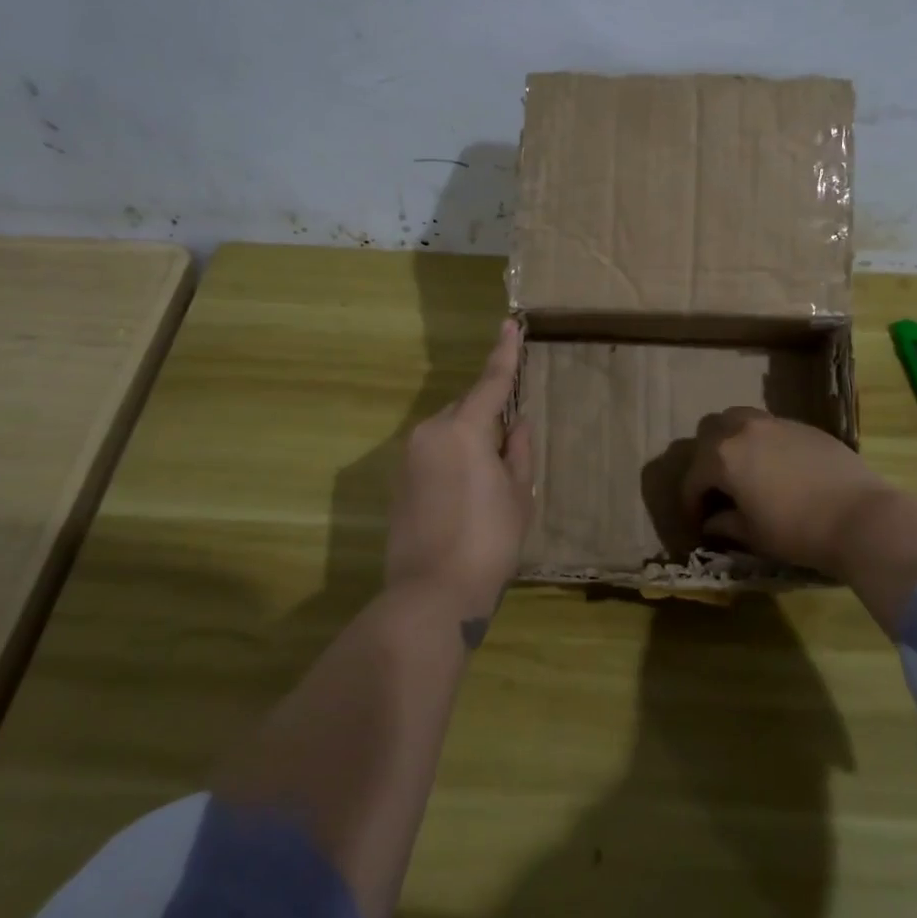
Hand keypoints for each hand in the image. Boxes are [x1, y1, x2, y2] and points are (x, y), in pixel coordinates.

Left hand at [385, 319, 533, 616]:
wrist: (432, 593)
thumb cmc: (489, 541)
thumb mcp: (519, 495)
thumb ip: (519, 451)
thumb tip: (517, 423)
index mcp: (464, 429)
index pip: (490, 382)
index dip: (504, 354)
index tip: (509, 324)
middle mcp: (430, 432)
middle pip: (466, 409)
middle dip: (488, 420)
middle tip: (509, 455)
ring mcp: (408, 457)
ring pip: (448, 432)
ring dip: (469, 444)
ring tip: (488, 485)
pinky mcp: (397, 481)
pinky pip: (432, 454)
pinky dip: (451, 461)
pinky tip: (464, 498)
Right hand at [680, 407, 895, 577]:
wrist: (860, 517)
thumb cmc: (797, 530)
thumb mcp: (753, 534)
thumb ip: (726, 524)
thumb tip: (712, 522)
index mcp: (723, 457)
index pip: (693, 477)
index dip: (691, 502)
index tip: (698, 522)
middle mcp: (744, 430)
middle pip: (710, 431)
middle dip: (706, 458)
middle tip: (717, 486)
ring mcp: (776, 423)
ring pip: (740, 419)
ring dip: (733, 440)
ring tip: (745, 468)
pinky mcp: (804, 426)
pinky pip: (771, 427)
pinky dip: (763, 443)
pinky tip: (778, 468)